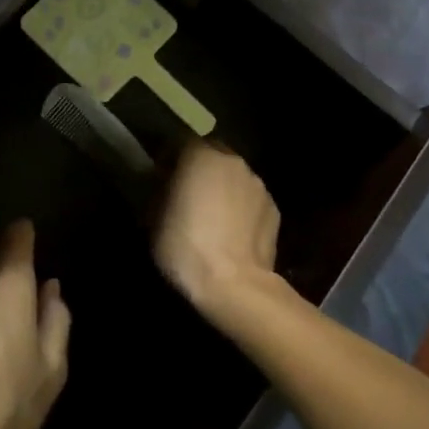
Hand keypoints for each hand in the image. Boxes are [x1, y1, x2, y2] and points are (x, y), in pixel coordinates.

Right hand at [153, 142, 281, 320]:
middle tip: (187, 194)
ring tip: (212, 216)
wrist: (234, 285)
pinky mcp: (274, 209)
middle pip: (213, 155)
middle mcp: (233, 162)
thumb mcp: (153, 219)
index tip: (160, 176)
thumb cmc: (186, 247)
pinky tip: (233, 232)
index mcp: (201, 156)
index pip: (181, 142)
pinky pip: (251, 200)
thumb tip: (163, 184)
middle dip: (200, 169)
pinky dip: (241, 208)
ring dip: (222, 187)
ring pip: (234, 177)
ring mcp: (258, 185)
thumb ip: (159, 191)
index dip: (170, 157)